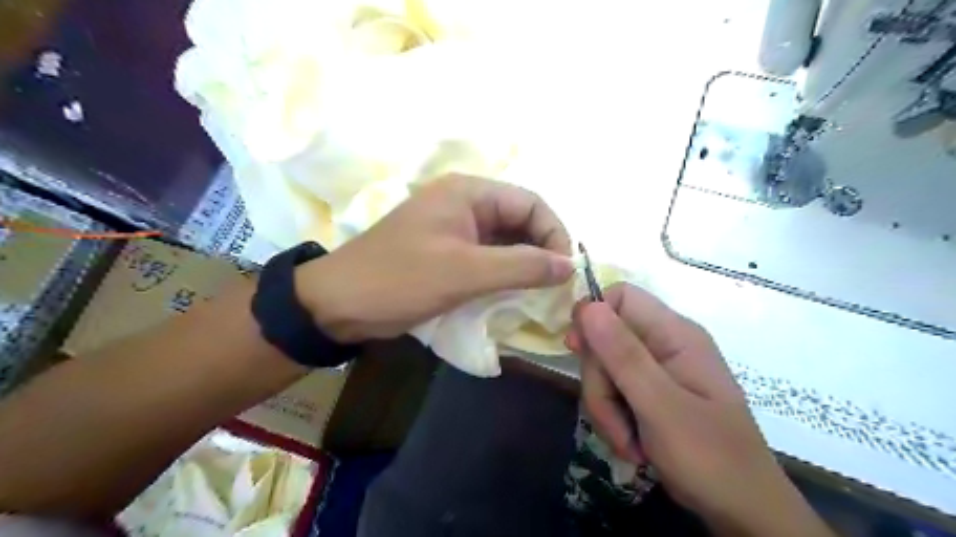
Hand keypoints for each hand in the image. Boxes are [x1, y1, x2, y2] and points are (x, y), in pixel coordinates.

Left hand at [295, 177, 569, 343]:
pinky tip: (514, 293)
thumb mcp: (465, 272)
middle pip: (520, 220)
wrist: (339, 304)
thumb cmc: (401, 279)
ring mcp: (455, 228)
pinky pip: (488, 257)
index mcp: (468, 193)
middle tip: (555, 286)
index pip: (530, 203)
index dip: (554, 233)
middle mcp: (465, 203)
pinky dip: (504, 273)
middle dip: (541, 250)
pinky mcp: (447, 252)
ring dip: (524, 264)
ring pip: (505, 241)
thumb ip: (521, 266)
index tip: (565, 270)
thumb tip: (569, 266)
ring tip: (539, 292)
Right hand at [565, 283, 830, 533]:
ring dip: (605, 406)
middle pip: (605, 338)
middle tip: (613, 418)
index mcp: (674, 334)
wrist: (742, 511)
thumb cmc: (710, 456)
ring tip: (627, 441)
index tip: (577, 349)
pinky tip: (631, 443)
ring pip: (605, 369)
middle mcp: (664, 344)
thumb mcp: (661, 405)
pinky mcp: (651, 393)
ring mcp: (657, 370)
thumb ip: (623, 355)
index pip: (620, 297)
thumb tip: (588, 306)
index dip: (592, 315)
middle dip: (599, 380)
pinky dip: (613, 418)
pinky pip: (614, 391)